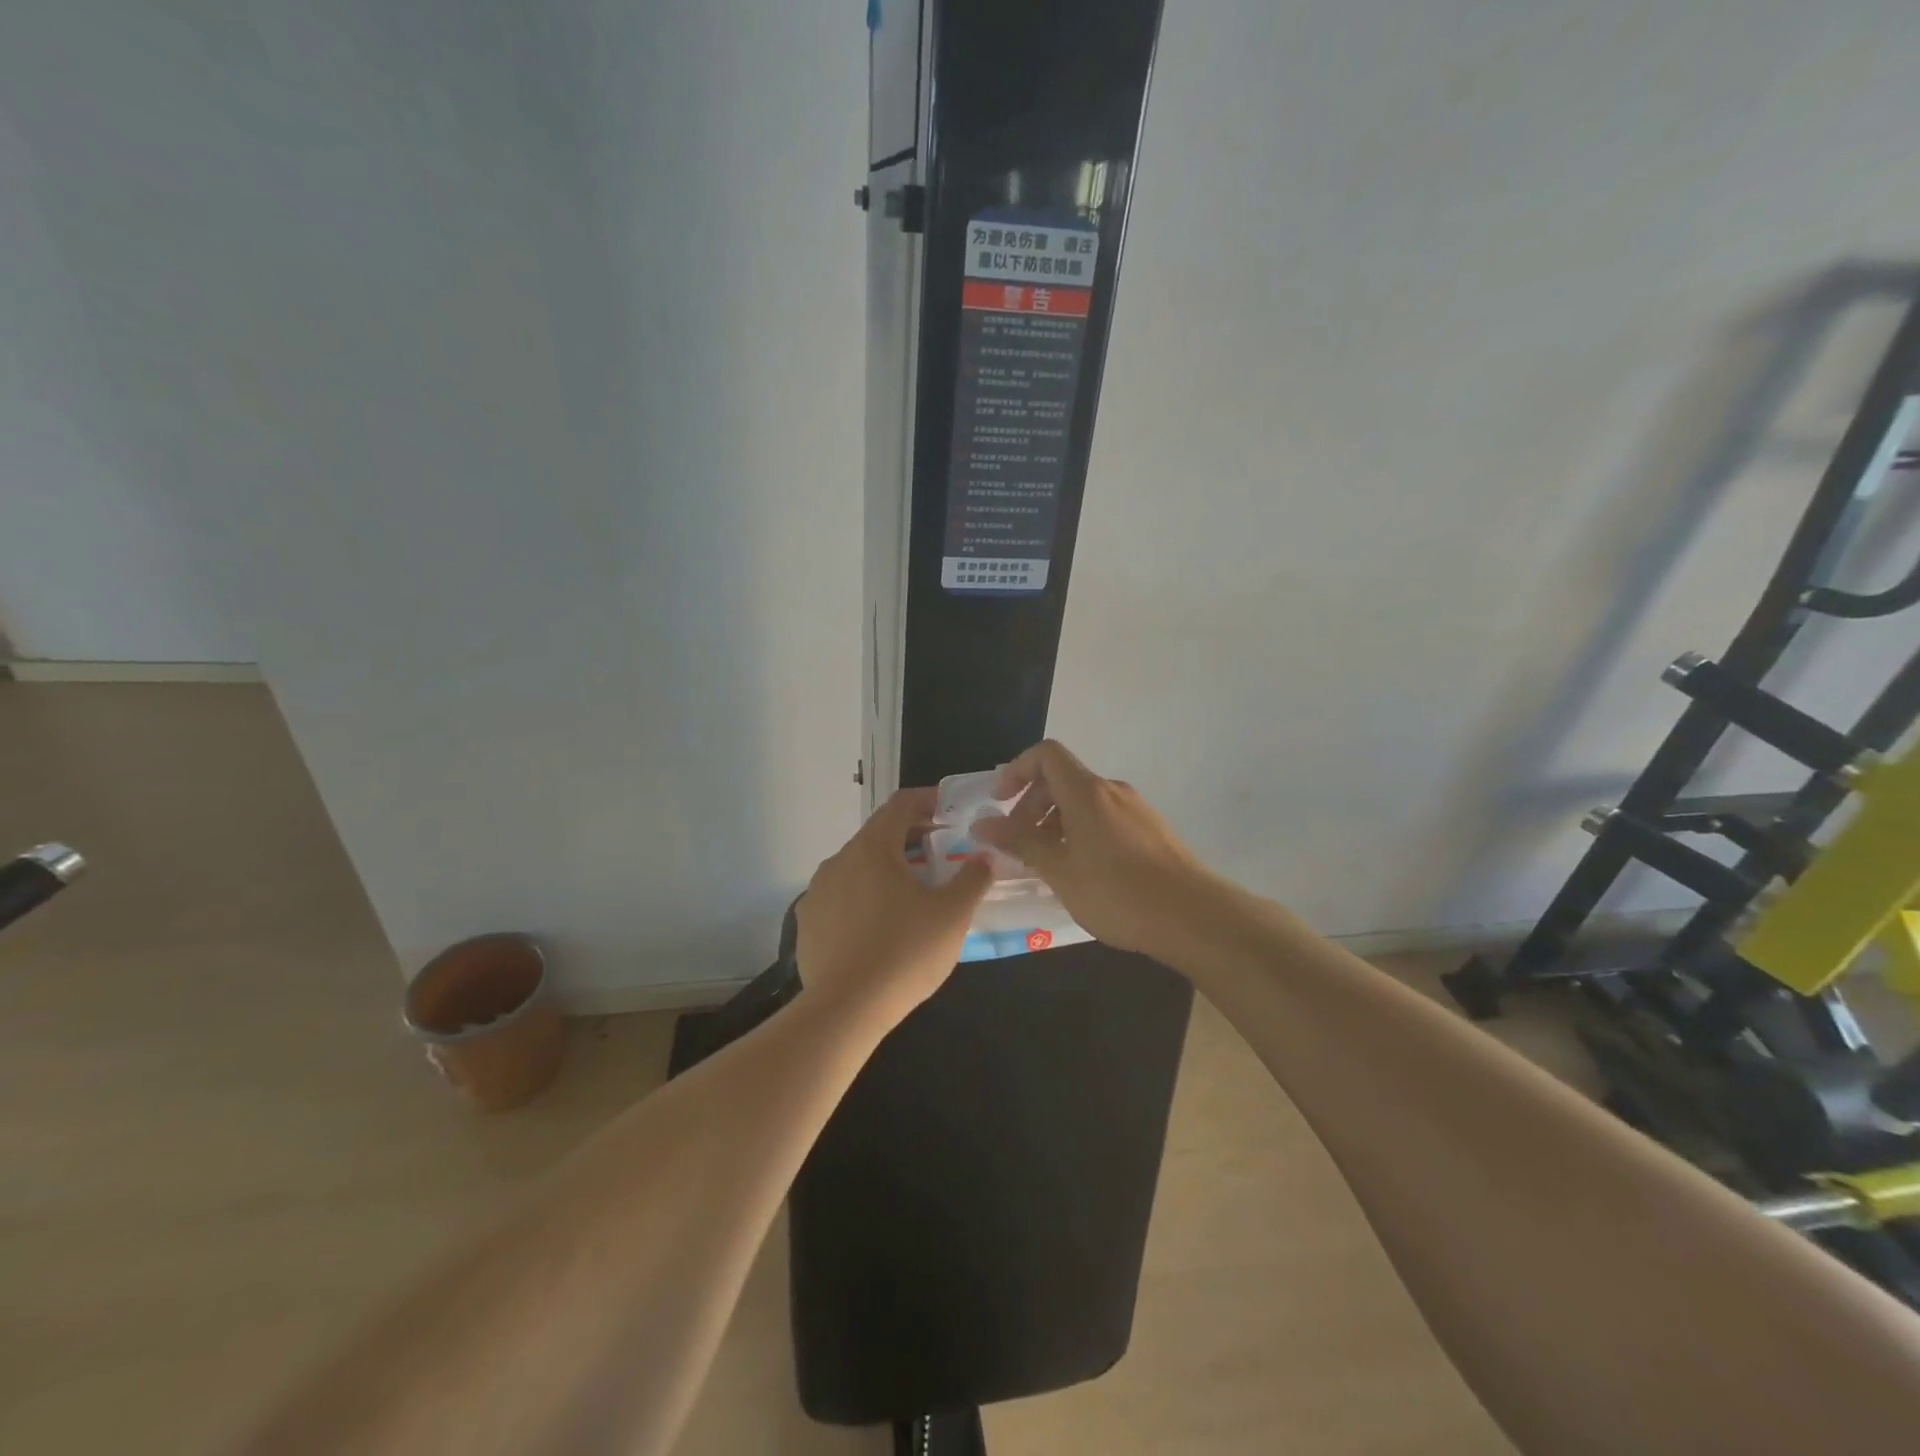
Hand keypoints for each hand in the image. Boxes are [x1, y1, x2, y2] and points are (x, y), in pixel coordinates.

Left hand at [795, 788, 991, 1026]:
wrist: (844, 1010)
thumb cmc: (904, 953)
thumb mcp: (952, 915)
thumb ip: (973, 878)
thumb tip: (984, 858)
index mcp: (873, 848)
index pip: (901, 804)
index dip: (929, 801)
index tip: (951, 813)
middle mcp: (839, 859)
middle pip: (879, 834)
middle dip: (912, 839)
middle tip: (942, 856)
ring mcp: (817, 891)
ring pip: (858, 866)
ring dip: (887, 869)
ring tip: (913, 894)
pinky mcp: (807, 922)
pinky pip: (841, 896)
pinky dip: (864, 897)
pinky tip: (881, 926)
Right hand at [973, 740, 1217, 958]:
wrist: (1194, 917)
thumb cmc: (1117, 893)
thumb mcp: (1059, 870)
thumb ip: (1020, 842)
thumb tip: (981, 823)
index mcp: (1086, 792)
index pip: (1045, 754)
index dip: (1016, 770)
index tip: (999, 802)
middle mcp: (1112, 791)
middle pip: (1062, 780)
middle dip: (1031, 806)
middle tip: (1018, 846)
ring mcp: (1136, 810)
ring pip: (1084, 803)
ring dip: (1056, 824)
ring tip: (1047, 865)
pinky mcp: (1152, 831)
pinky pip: (1105, 819)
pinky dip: (1081, 834)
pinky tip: (1082, 873)